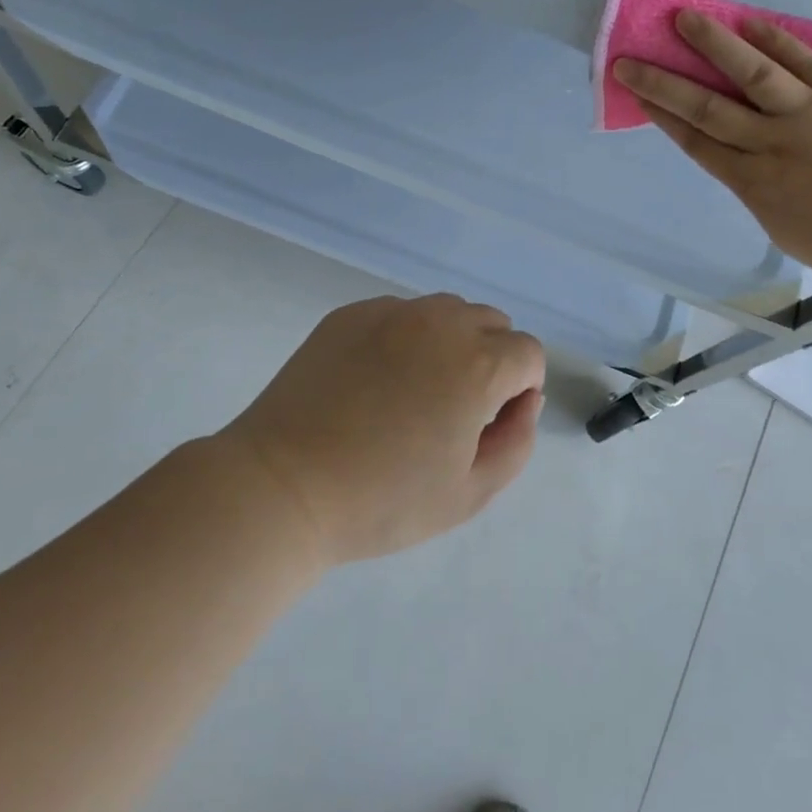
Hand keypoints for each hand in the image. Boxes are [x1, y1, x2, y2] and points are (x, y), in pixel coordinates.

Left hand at [219, 294, 545, 564]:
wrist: (283, 485)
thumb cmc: (382, 500)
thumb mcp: (470, 493)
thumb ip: (517, 441)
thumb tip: (523, 400)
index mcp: (477, 364)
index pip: (528, 353)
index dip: (519, 389)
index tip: (488, 423)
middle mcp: (441, 322)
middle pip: (491, 323)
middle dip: (490, 359)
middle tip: (453, 409)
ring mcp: (391, 312)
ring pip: (446, 311)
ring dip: (449, 342)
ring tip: (413, 391)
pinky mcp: (350, 314)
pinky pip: (399, 313)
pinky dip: (404, 337)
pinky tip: (371, 381)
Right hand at [615, 10, 811, 294]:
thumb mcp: (786, 230)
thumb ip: (759, 192)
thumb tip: (743, 162)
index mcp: (755, 186)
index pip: (698, 143)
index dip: (664, 117)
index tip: (638, 95)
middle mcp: (773, 146)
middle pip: (707, 108)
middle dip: (663, 83)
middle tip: (629, 60)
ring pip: (752, 74)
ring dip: (714, 44)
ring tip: (683, 18)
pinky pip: (806, 63)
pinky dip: (776, 41)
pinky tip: (749, 22)